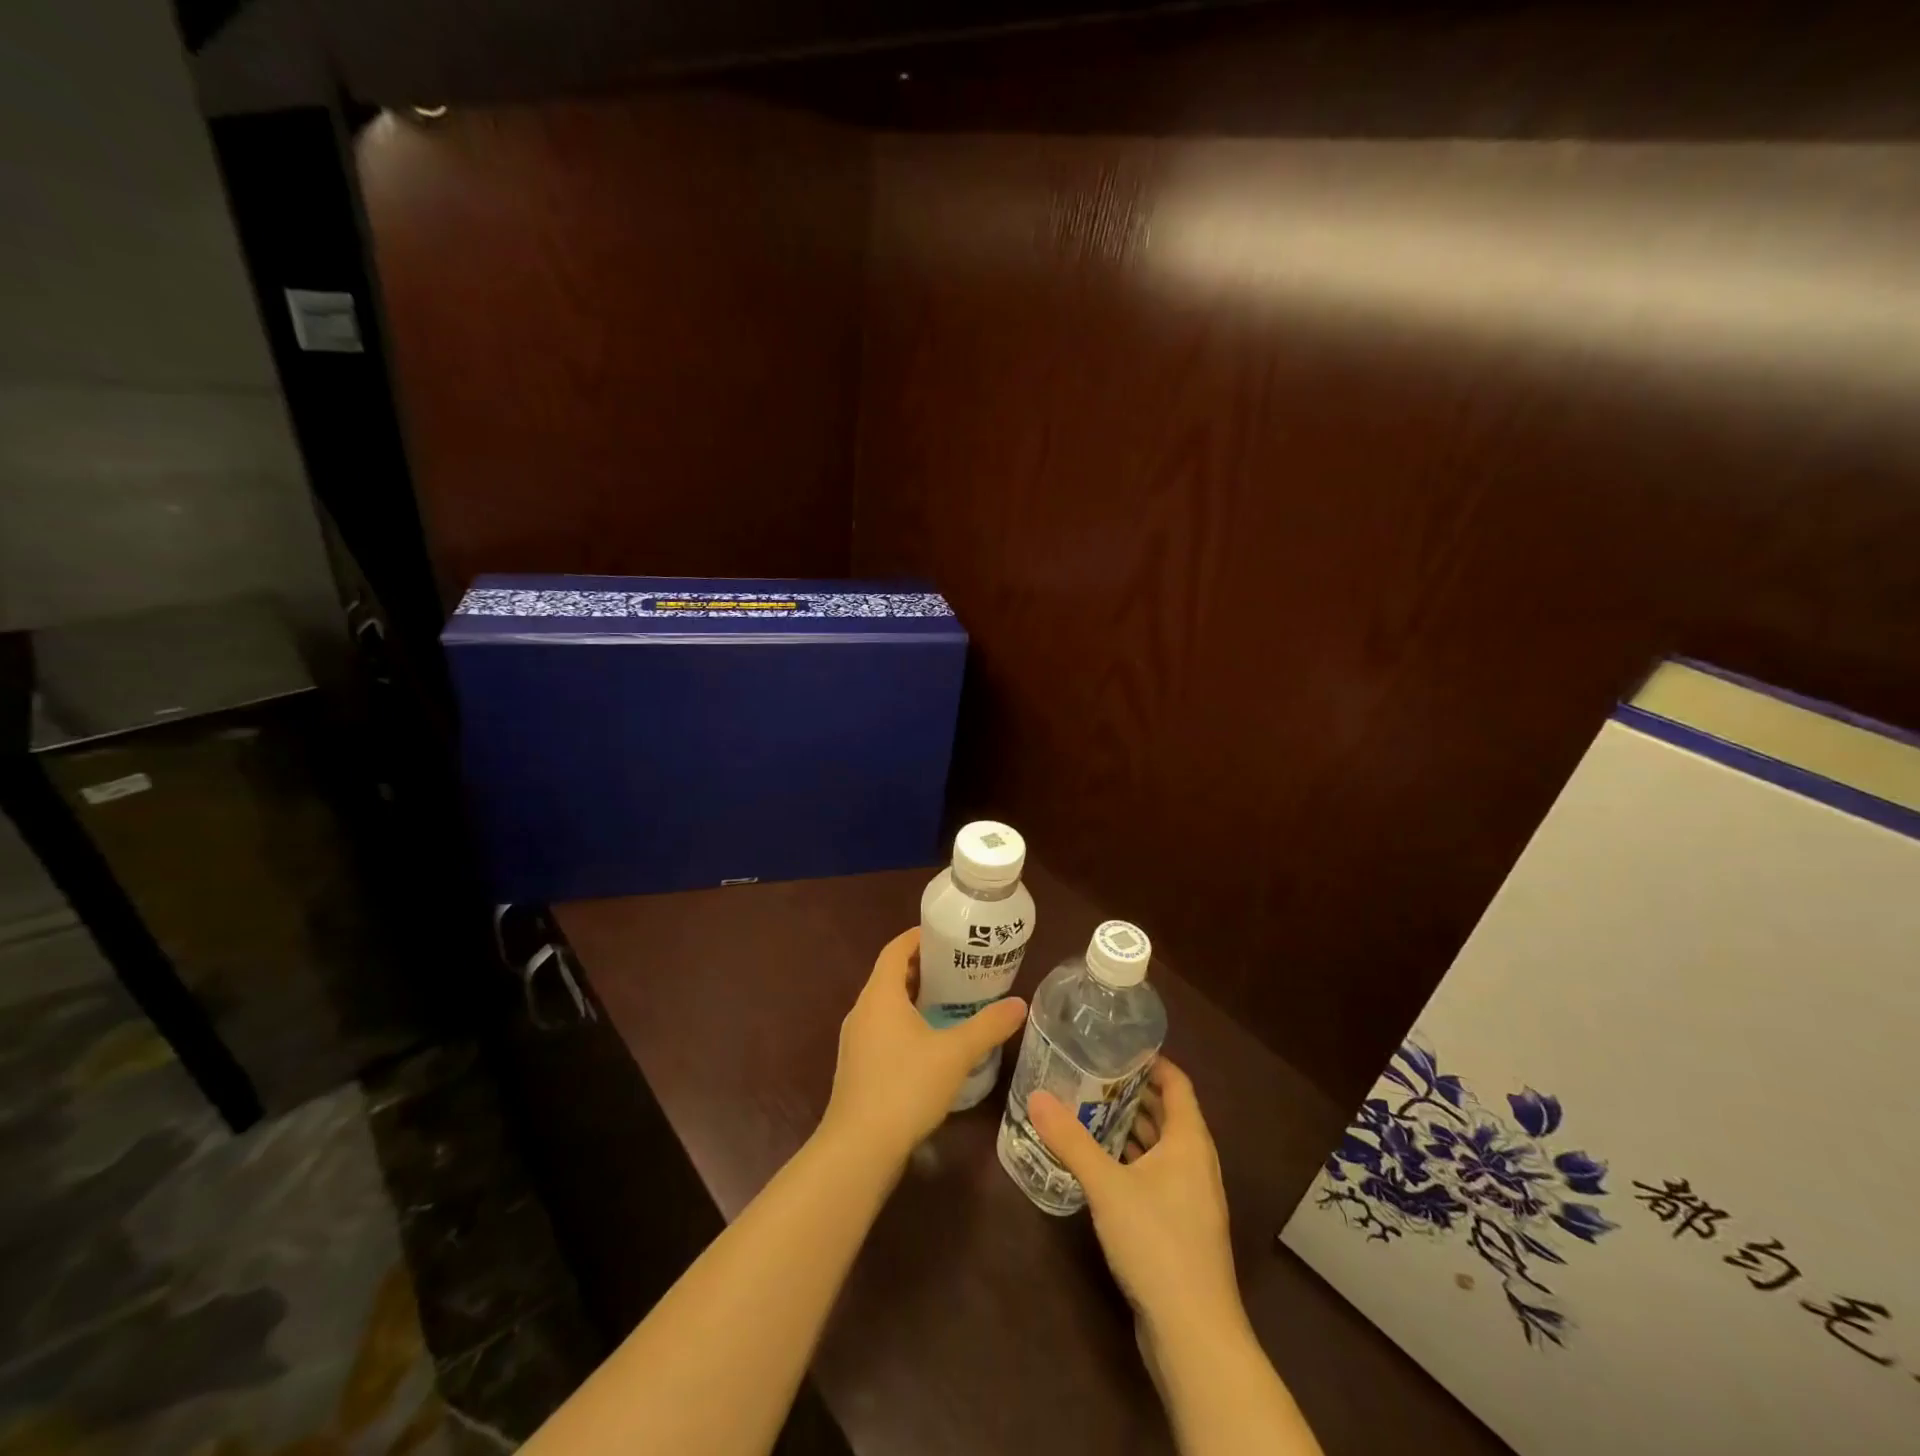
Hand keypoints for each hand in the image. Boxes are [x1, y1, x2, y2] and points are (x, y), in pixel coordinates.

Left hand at [822, 927, 1026, 1165]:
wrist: (859, 1149)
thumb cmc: (906, 1087)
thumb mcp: (955, 1054)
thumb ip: (988, 1026)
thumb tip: (1019, 1004)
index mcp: (880, 995)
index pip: (896, 949)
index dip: (919, 937)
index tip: (948, 935)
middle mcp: (862, 1010)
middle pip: (891, 975)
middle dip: (923, 968)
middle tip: (959, 968)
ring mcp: (856, 1040)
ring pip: (886, 1004)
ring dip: (914, 997)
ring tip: (951, 1002)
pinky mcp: (857, 1066)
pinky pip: (882, 1029)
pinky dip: (905, 1022)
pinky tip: (931, 1043)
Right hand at [1029, 1059, 1244, 1348]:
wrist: (1194, 1334)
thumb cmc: (1157, 1243)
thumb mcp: (1106, 1185)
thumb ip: (1070, 1140)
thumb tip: (1036, 1096)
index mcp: (1190, 1142)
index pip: (1178, 1084)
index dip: (1153, 1062)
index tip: (1118, 1047)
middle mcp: (1196, 1163)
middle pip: (1169, 1114)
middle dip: (1134, 1093)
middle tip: (1092, 1074)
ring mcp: (1191, 1198)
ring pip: (1162, 1148)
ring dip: (1132, 1129)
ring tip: (1089, 1110)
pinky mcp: (1181, 1227)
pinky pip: (1157, 1176)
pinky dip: (1133, 1161)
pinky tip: (1101, 1164)